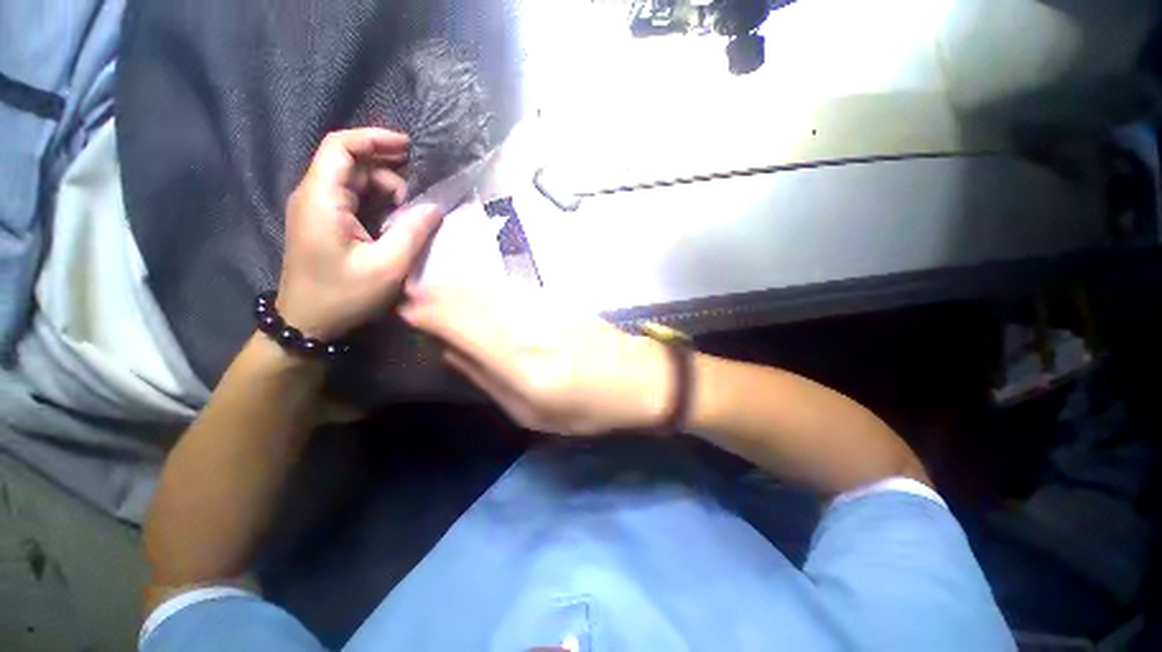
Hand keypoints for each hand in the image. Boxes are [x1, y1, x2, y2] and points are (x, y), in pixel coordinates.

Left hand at [277, 128, 441, 339]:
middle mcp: (313, 195)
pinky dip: (378, 203)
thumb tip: (435, 206)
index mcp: (322, 198)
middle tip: (421, 191)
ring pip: (354, 182)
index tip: (408, 147)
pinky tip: (398, 220)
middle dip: (388, 170)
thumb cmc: (345, 295)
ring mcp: (316, 209)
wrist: (308, 322)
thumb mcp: (388, 266)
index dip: (374, 139)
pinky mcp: (323, 222)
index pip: (341, 147)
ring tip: (413, 212)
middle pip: (351, 163)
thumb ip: (414, 232)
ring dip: (386, 190)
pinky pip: (352, 199)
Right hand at [399, 284, 672, 435]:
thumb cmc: (587, 406)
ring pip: (488, 291)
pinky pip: (509, 291)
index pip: (459, 325)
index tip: (405, 311)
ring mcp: (543, 309)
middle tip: (410, 296)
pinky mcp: (555, 301)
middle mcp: (525, 327)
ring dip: (457, 288)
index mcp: (517, 361)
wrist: (637, 375)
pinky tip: (473, 290)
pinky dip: (484, 289)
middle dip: (435, 296)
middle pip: (470, 301)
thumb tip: (450, 352)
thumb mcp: (531, 413)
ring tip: (432, 289)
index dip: (428, 314)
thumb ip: (487, 379)